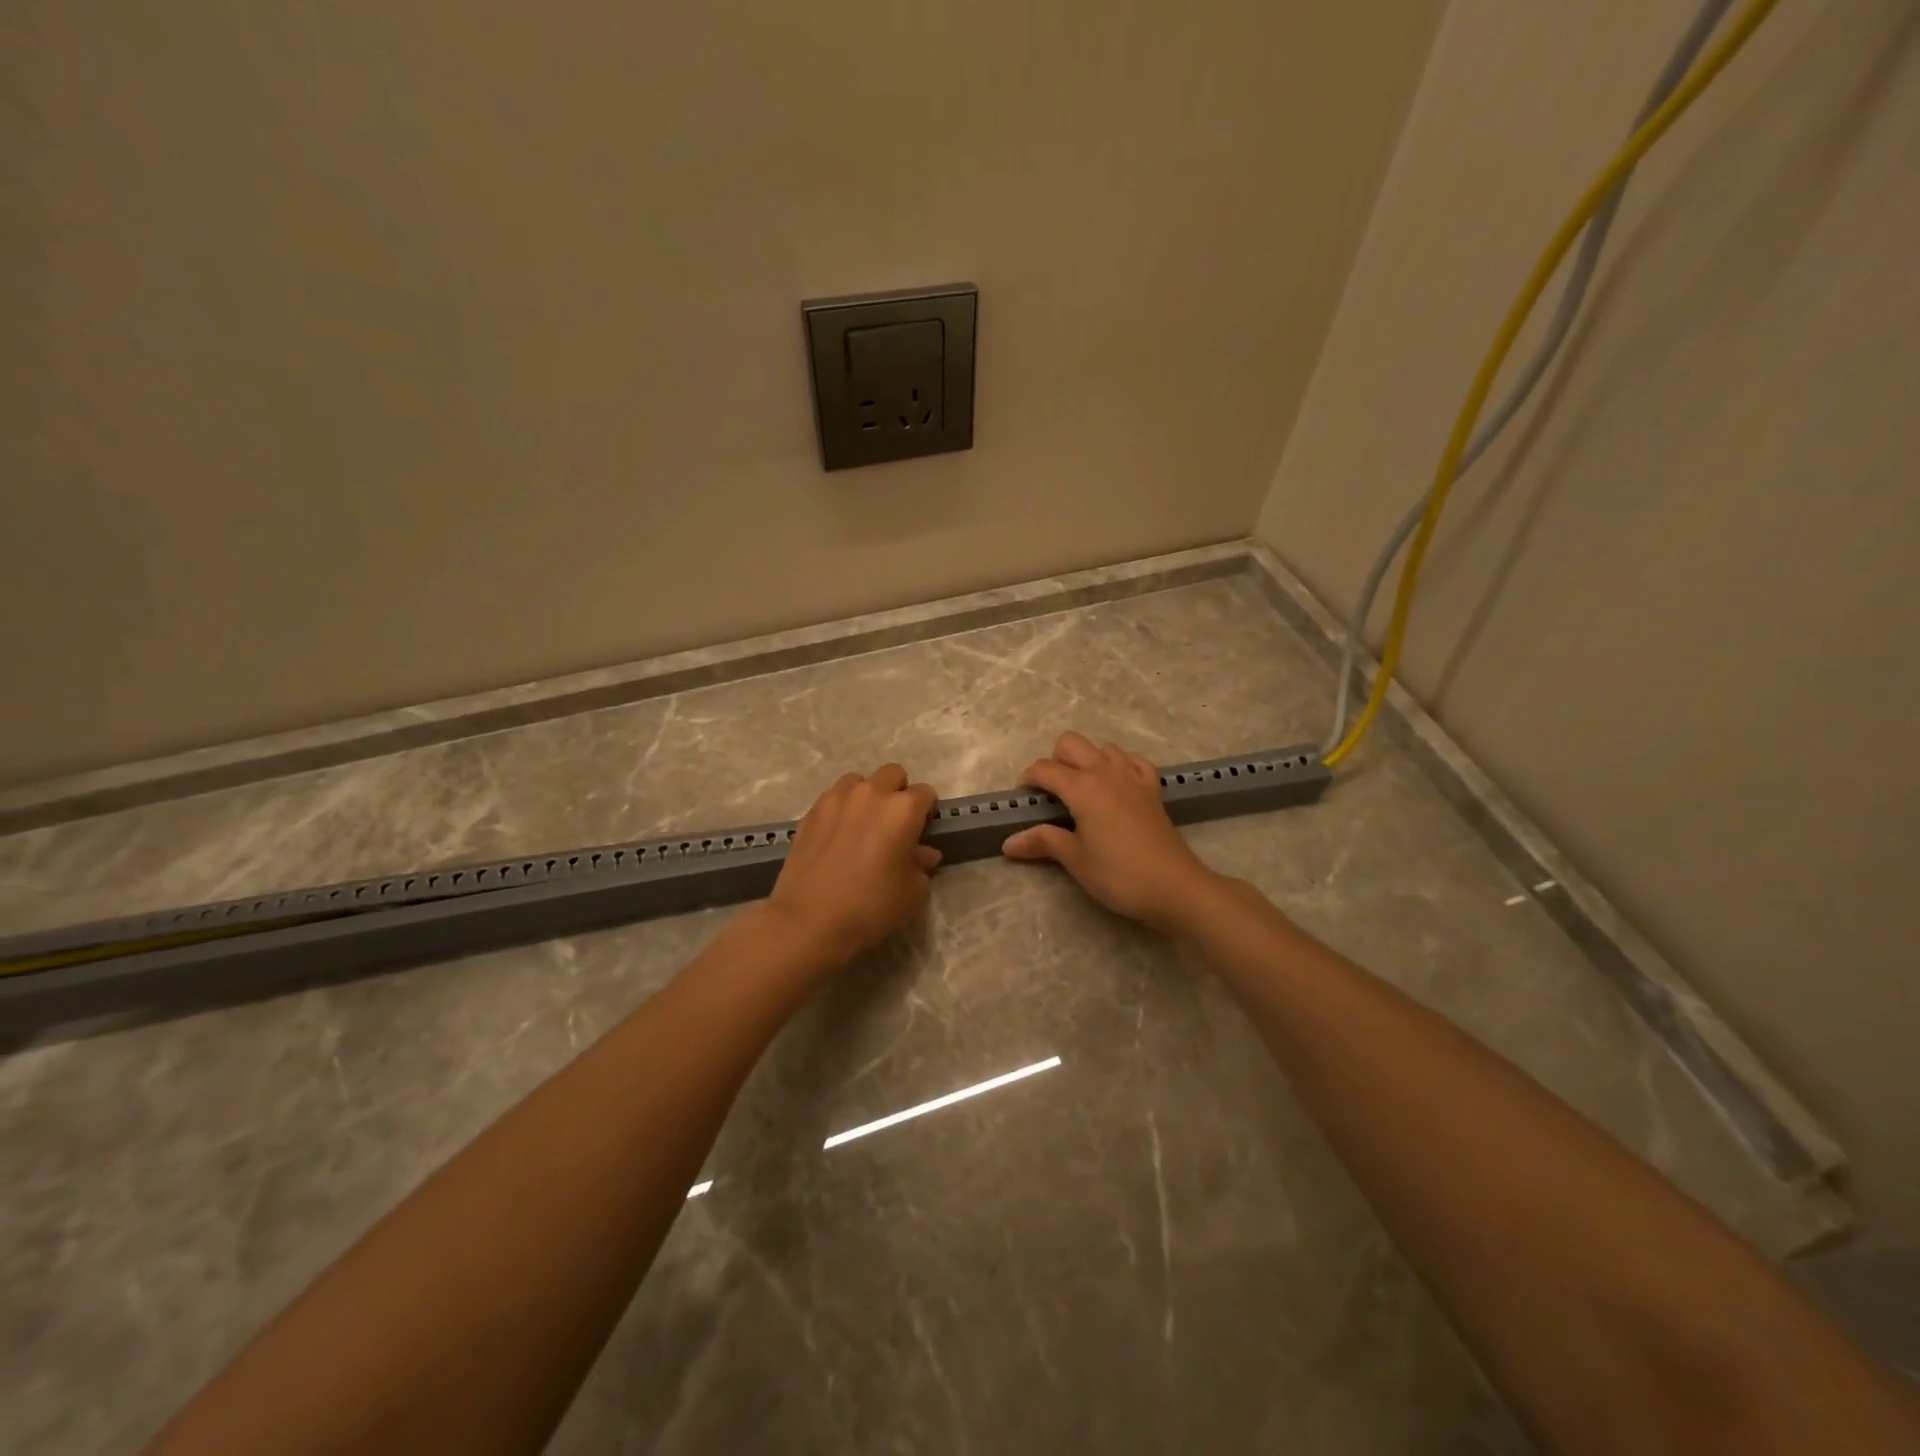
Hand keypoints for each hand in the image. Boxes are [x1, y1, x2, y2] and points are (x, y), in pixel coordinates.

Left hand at [764, 763, 940, 967]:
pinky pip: (833, 797)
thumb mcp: (912, 893)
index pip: (925, 793)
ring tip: (863, 825)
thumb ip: (922, 866)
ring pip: (859, 781)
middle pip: (892, 774)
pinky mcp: (811, 812)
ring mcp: (837, 798)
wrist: (810, 920)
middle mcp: (871, 793)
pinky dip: (841, 808)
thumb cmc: (871, 907)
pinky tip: (838, 835)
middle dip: (898, 792)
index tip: (922, 830)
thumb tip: (923, 853)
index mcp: (903, 809)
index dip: (926, 811)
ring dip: (867, 795)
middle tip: (894, 824)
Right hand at [1001, 731, 1222, 934]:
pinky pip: (1132, 760)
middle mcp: (1106, 772)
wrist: (1175, 887)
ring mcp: (1133, 777)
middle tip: (1051, 794)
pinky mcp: (1152, 788)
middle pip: (1071, 743)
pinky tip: (1115, 786)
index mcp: (1083, 787)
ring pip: (1102, 747)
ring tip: (1082, 791)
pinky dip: (1119, 765)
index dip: (1028, 780)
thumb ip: (1042, 842)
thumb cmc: (1119, 875)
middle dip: (1054, 761)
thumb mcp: (1075, 860)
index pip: (1045, 768)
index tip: (1023, 800)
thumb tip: (1008, 843)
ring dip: (1086, 760)